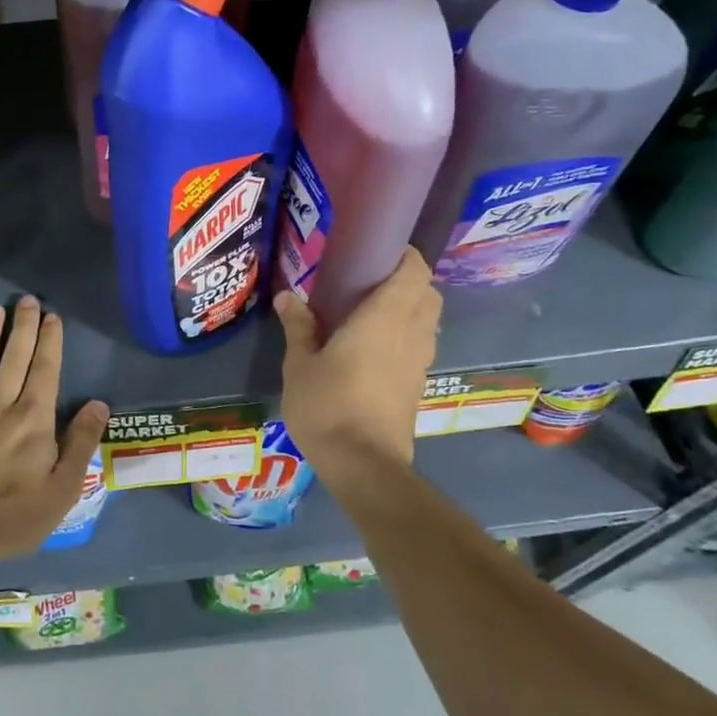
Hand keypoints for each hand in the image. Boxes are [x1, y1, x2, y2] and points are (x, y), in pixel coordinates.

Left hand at [0, 297, 108, 582]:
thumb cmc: (9, 517)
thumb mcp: (61, 491)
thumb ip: (80, 444)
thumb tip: (99, 403)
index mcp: (33, 419)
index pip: (45, 369)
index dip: (50, 341)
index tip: (52, 316)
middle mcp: (0, 405)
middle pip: (14, 357)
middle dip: (22, 327)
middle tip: (25, 300)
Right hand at [273, 248, 441, 482]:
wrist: (364, 465)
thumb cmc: (328, 406)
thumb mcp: (300, 364)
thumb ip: (298, 327)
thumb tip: (288, 296)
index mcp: (385, 318)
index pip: (415, 271)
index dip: (404, 255)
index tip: (377, 250)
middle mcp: (411, 333)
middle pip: (428, 293)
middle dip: (407, 280)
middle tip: (369, 281)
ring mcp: (419, 361)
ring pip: (427, 320)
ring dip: (409, 308)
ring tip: (370, 312)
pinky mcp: (418, 384)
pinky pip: (420, 344)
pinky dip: (406, 335)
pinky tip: (374, 347)